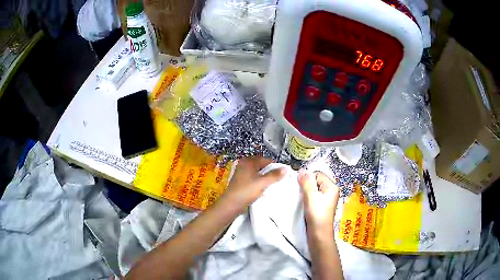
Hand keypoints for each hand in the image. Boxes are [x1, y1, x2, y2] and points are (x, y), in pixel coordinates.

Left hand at [220, 158, 286, 212]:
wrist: (231, 204)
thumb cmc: (246, 191)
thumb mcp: (262, 182)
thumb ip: (274, 175)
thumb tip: (286, 169)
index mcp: (249, 161)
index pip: (267, 160)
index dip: (276, 167)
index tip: (283, 175)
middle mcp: (244, 164)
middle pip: (262, 166)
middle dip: (271, 173)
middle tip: (278, 181)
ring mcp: (242, 173)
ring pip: (258, 174)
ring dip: (265, 179)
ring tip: (272, 186)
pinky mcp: (241, 181)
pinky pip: (254, 179)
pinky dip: (259, 183)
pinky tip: (263, 190)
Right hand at [298, 170, 339, 234]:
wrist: (319, 234)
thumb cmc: (317, 215)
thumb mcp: (311, 197)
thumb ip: (306, 183)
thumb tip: (301, 170)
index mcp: (332, 186)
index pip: (318, 174)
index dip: (308, 178)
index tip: (299, 185)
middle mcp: (331, 190)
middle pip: (316, 180)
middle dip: (306, 184)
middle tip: (299, 192)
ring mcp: (326, 198)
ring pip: (313, 188)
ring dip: (306, 191)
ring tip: (301, 197)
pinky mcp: (321, 205)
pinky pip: (313, 195)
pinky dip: (307, 196)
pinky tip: (303, 201)